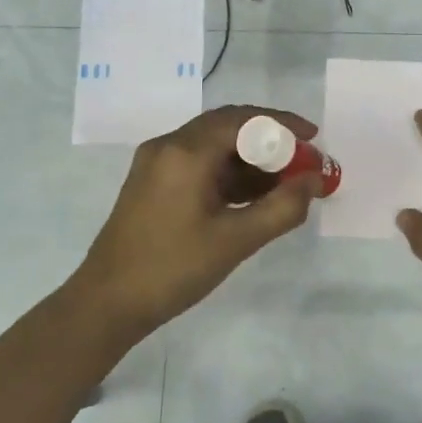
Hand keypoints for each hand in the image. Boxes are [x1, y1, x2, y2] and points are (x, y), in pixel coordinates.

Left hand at [70, 105, 322, 336]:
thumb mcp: (235, 240)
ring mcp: (157, 163)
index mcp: (186, 152)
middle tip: (303, 161)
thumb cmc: (173, 268)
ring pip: (214, 145)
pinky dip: (229, 172)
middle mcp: (169, 146)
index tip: (314, 140)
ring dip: (250, 158)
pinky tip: (254, 196)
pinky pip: (199, 163)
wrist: (107, 302)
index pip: (244, 120)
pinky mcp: (153, 182)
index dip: (283, 125)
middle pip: (228, 126)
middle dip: (270, 140)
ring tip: (285, 183)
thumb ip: (282, 208)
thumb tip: (314, 181)